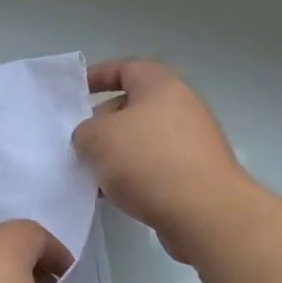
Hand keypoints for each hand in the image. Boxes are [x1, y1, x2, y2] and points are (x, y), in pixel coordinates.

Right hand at [71, 58, 253, 262]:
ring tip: (92, 175)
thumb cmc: (148, 161)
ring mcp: (192, 142)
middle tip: (79, 143)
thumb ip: (85, 131)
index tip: (75, 93)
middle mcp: (181, 107)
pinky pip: (155, 167)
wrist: (205, 214)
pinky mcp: (196, 175)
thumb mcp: (98, 138)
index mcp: (161, 86)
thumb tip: (93, 139)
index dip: (98, 76)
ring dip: (116, 155)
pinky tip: (115, 196)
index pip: (126, 68)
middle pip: (133, 107)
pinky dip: (134, 176)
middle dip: (102, 123)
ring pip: (142, 141)